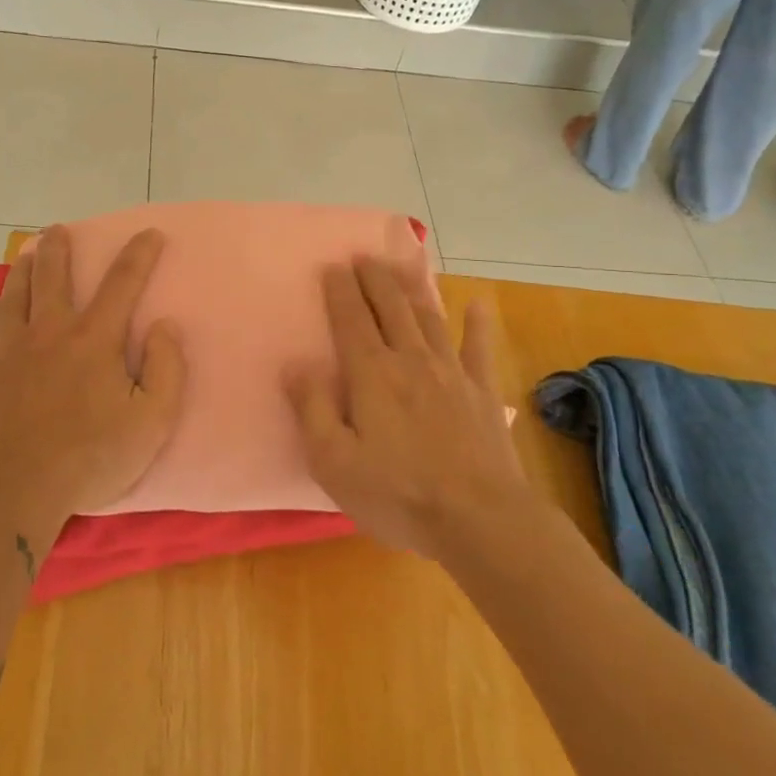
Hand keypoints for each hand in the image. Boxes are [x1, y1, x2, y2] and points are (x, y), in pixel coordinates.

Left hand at [0, 225, 185, 532]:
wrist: (14, 486)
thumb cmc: (90, 456)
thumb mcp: (151, 421)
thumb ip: (167, 369)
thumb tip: (165, 326)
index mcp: (95, 338)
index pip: (123, 282)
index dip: (140, 254)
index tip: (151, 233)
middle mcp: (51, 330)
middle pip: (53, 273)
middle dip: (60, 246)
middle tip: (60, 229)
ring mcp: (13, 347)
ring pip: (15, 291)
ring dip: (24, 266)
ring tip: (28, 252)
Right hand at [285, 259, 525, 559]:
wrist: (479, 519)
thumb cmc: (397, 494)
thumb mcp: (334, 461)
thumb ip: (311, 408)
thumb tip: (294, 365)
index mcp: (371, 374)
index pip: (351, 319)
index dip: (340, 290)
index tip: (332, 266)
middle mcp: (410, 360)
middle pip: (390, 307)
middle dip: (374, 278)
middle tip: (363, 256)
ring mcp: (451, 373)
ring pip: (429, 317)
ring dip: (413, 288)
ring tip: (403, 265)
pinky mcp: (481, 392)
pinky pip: (479, 348)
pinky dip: (478, 324)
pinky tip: (479, 303)